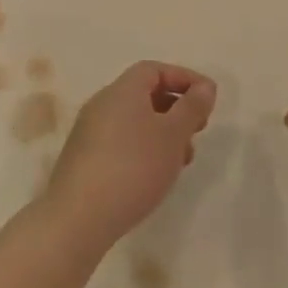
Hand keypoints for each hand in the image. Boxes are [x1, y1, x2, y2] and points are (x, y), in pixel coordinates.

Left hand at [44, 61, 216, 256]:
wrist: (79, 217)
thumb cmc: (133, 167)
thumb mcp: (173, 135)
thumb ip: (192, 107)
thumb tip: (204, 87)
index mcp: (121, 91)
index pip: (154, 70)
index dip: (184, 78)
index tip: (208, 99)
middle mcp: (102, 105)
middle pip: (144, 94)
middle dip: (176, 108)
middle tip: (199, 129)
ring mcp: (89, 133)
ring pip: (134, 121)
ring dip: (163, 133)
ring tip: (183, 160)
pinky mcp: (85, 160)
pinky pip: (121, 142)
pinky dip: (145, 149)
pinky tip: (156, 175)